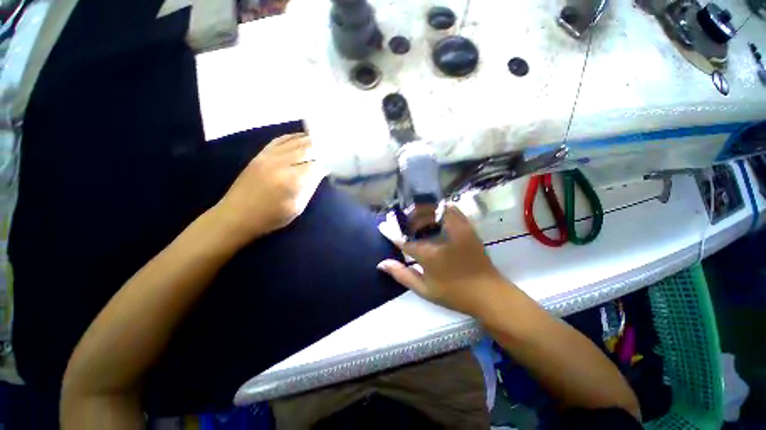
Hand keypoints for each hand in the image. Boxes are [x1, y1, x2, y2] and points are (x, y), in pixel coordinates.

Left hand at [213, 133, 327, 243]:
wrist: (235, 216)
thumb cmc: (270, 218)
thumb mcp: (297, 207)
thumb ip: (310, 187)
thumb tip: (320, 172)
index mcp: (291, 180)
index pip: (316, 164)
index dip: (328, 162)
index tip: (336, 162)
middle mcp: (280, 163)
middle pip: (307, 149)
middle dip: (322, 148)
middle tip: (332, 148)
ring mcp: (268, 156)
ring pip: (294, 142)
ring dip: (309, 140)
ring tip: (322, 140)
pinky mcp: (260, 155)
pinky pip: (279, 140)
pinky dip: (292, 137)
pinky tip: (301, 137)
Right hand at [377, 206, 506, 315]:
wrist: (488, 293)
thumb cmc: (454, 294)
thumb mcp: (424, 289)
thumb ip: (402, 275)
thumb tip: (382, 264)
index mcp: (429, 253)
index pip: (404, 239)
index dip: (393, 233)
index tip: (384, 227)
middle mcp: (441, 236)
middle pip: (419, 217)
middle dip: (408, 219)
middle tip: (403, 225)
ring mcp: (456, 228)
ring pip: (434, 209)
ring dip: (423, 212)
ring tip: (417, 220)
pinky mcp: (467, 227)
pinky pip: (451, 210)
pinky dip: (440, 209)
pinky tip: (435, 218)